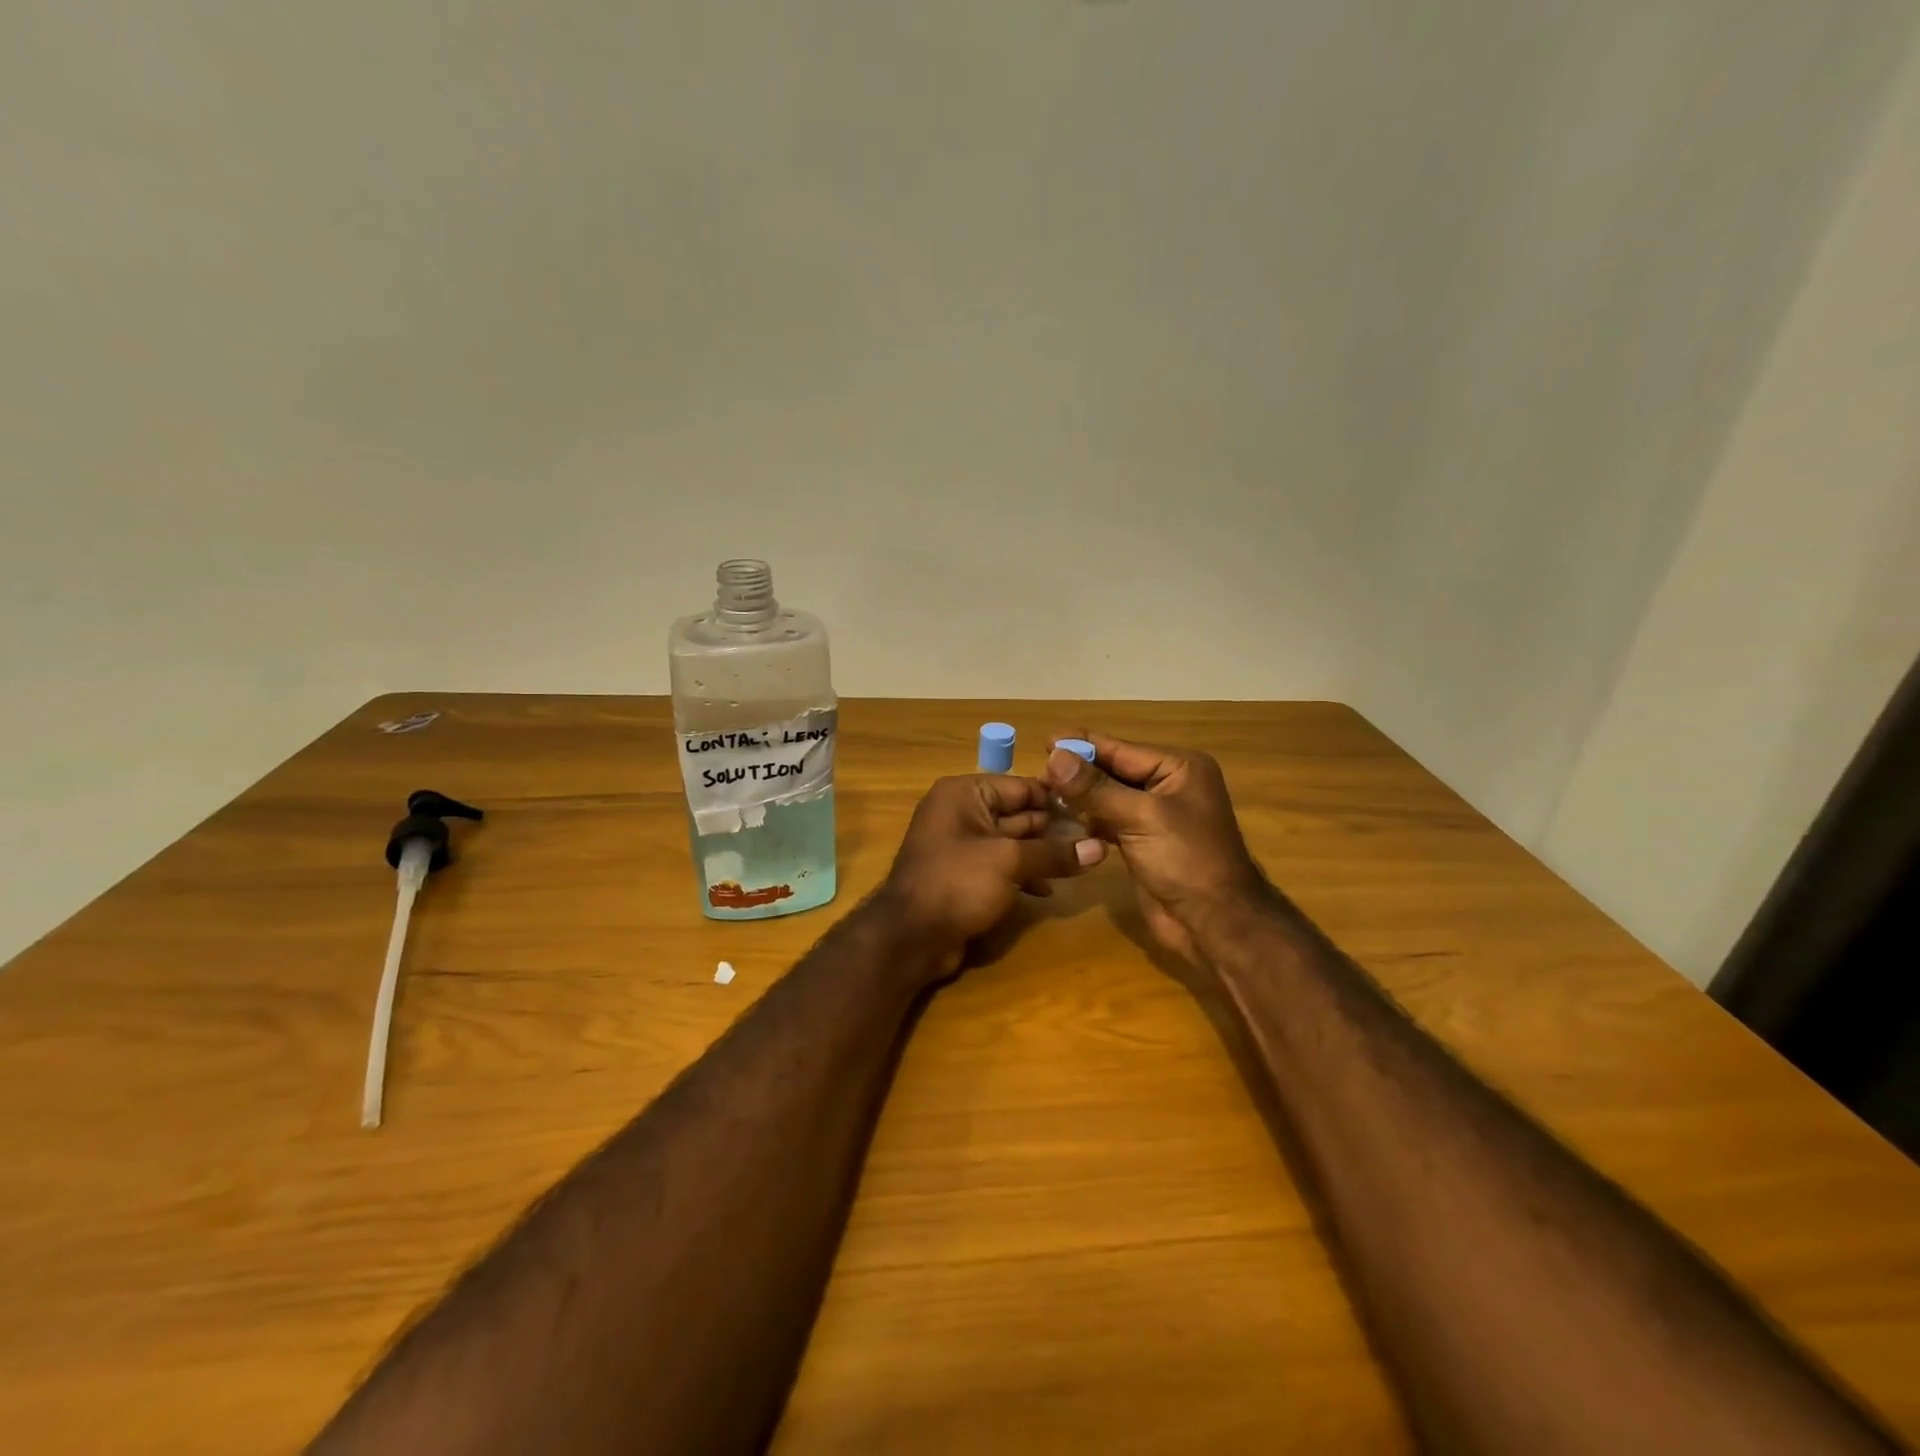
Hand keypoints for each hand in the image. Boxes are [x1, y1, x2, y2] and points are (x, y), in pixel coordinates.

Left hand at [875, 774, 1105, 971]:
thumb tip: (1100, 848)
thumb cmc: (957, 882)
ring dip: (1042, 854)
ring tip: (1080, 865)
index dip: (1058, 799)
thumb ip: (1054, 853)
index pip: (1021, 786)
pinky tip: (1049, 890)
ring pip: (1012, 842)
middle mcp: (961, 812)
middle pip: (1018, 813)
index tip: (1095, 811)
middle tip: (1095, 840)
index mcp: (965, 794)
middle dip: (1054, 829)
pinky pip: (1001, 866)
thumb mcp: (1010, 861)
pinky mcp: (965, 875)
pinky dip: (1024, 874)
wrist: (910, 937)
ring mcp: (962, 845)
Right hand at [1042, 734, 1268, 965]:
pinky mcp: (1142, 841)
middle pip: (1112, 770)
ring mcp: (1155, 815)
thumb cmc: (1186, 860)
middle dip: (1077, 772)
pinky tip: (1060, 819)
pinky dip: (1087, 820)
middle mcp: (1168, 785)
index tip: (1043, 741)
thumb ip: (1095, 788)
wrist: (1214, 923)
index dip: (1082, 745)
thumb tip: (1055, 755)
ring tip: (1041, 793)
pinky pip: (1108, 820)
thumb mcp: (1140, 817)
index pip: (1121, 749)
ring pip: (1107, 796)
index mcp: (1178, 768)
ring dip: (1078, 797)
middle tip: (1036, 772)